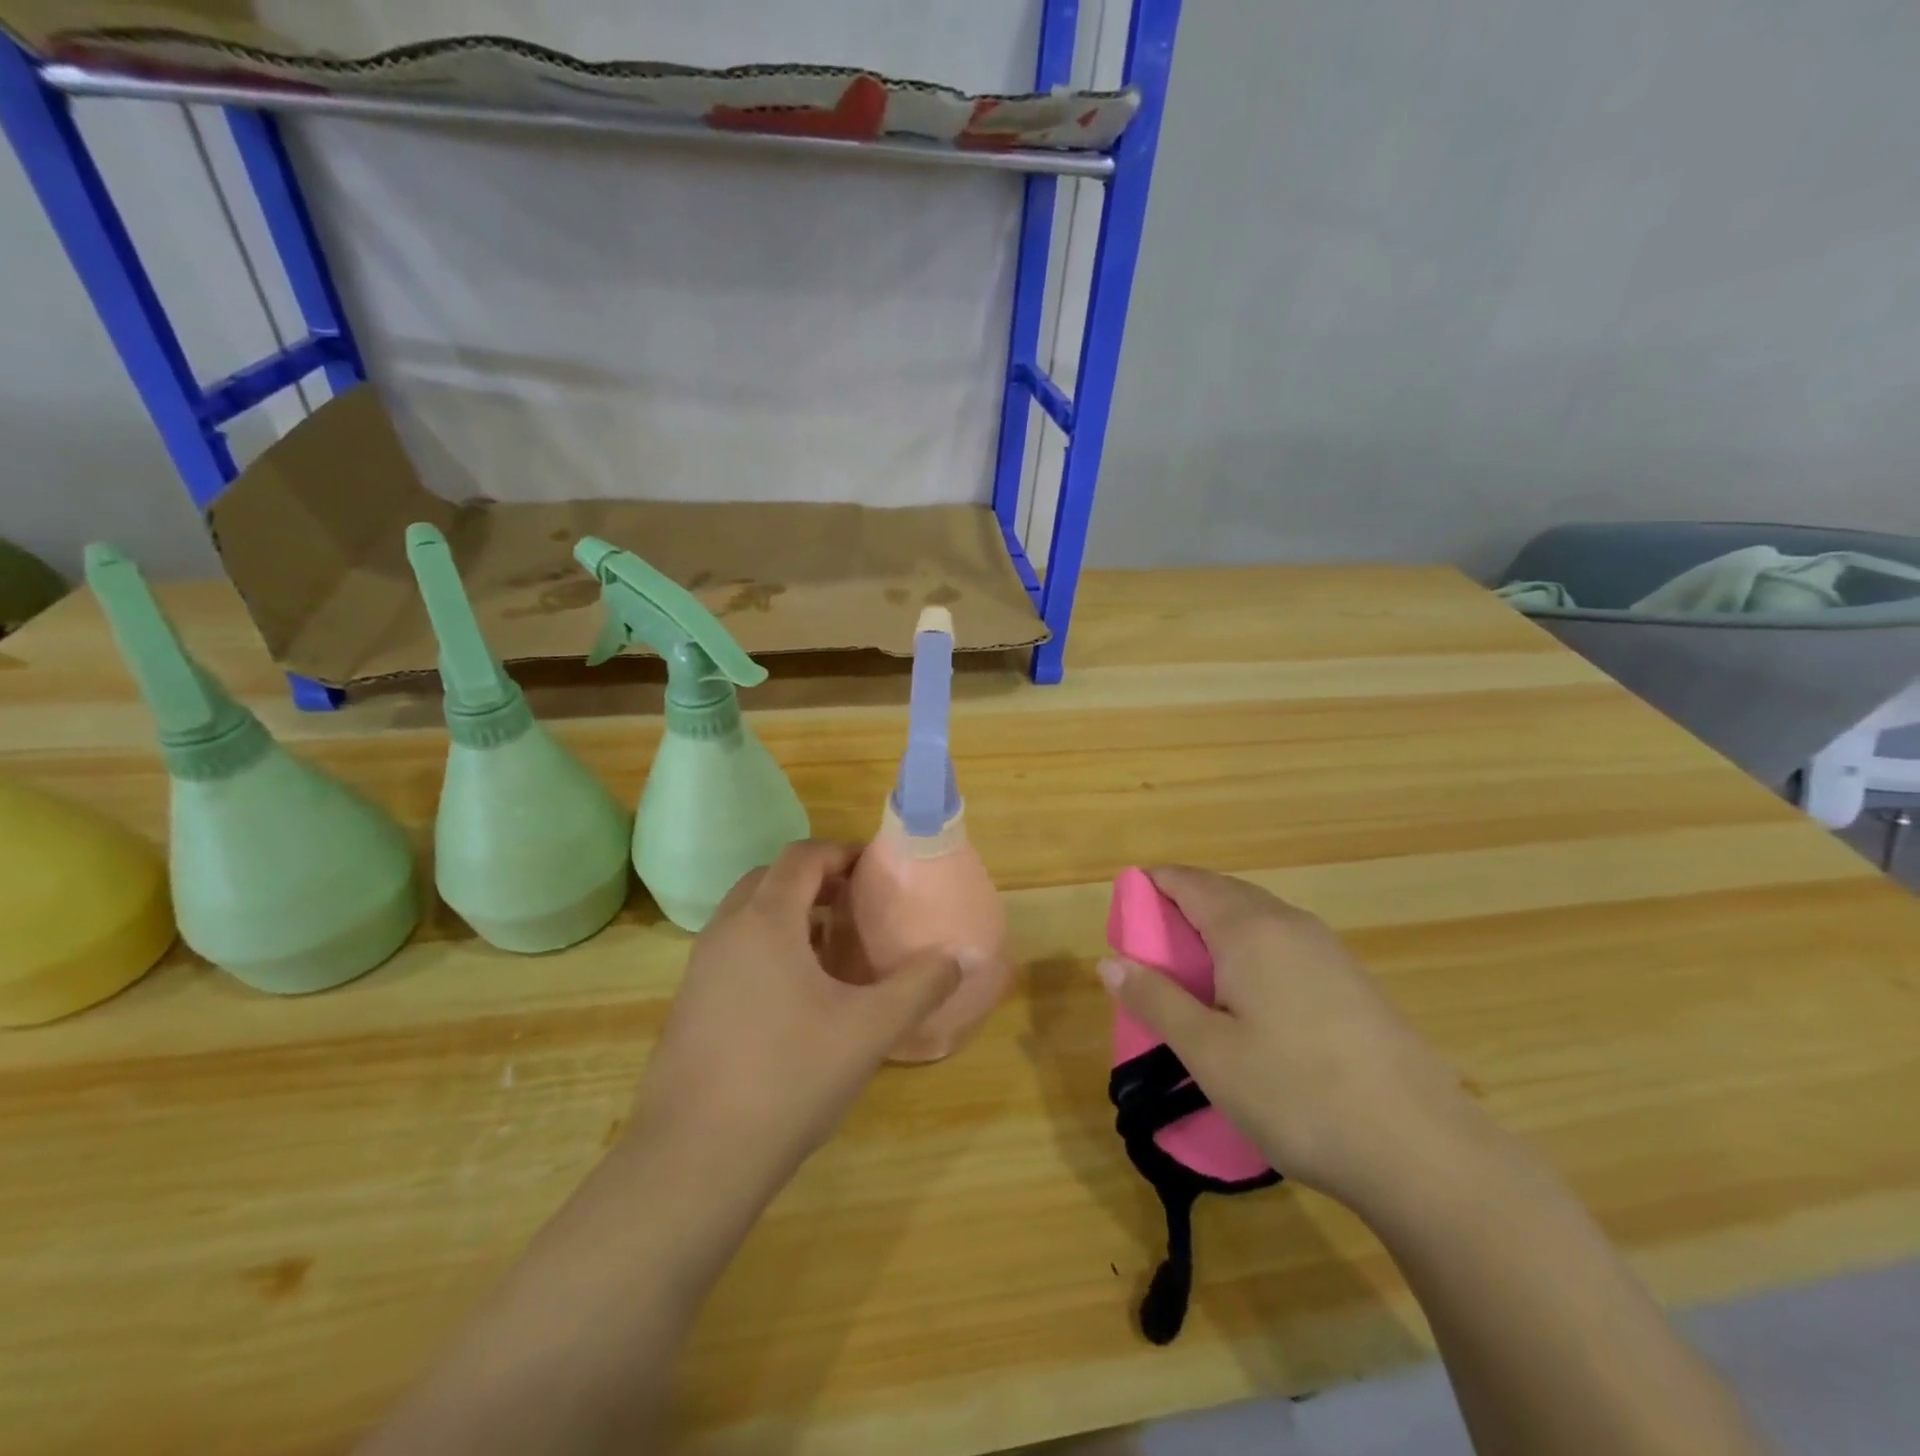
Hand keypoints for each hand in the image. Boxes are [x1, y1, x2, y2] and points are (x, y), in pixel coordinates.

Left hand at [631, 841, 961, 1196]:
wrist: (694, 1160)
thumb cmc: (789, 1078)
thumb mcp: (869, 1030)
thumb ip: (920, 986)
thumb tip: (957, 958)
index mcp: (766, 921)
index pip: (802, 856)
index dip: (841, 853)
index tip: (876, 871)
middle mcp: (726, 931)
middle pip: (771, 878)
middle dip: (815, 880)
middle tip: (856, 905)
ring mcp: (700, 968)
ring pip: (747, 915)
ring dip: (789, 914)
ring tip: (832, 949)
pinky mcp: (689, 1004)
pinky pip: (733, 950)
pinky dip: (767, 947)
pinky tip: (796, 996)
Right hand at [1098, 866, 1478, 1210]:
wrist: (1424, 1152)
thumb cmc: (1298, 1094)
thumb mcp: (1209, 1052)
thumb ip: (1155, 1000)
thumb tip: (1109, 962)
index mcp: (1250, 929)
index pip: (1188, 882)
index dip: (1151, 886)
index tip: (1123, 914)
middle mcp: (1290, 924)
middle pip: (1223, 893)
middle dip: (1180, 908)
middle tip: (1149, 950)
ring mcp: (1328, 950)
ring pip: (1257, 919)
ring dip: (1216, 931)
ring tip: (1192, 976)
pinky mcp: (1352, 980)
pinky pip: (1284, 944)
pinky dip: (1250, 952)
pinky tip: (1248, 1000)